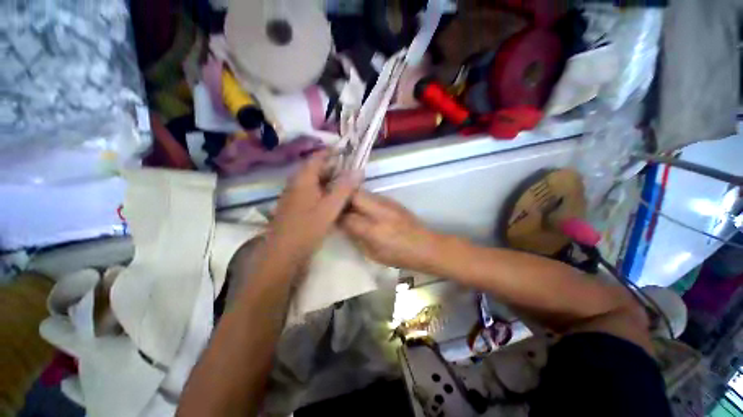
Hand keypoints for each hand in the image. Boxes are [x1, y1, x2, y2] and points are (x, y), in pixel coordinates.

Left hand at [268, 151, 361, 263]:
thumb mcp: (330, 207)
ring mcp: (293, 195)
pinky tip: (330, 198)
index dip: (331, 152)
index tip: (345, 151)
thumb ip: (344, 188)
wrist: (283, 252)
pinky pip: (309, 192)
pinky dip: (321, 190)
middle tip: (348, 170)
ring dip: (327, 179)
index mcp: (303, 179)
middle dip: (331, 167)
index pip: (317, 158)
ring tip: (343, 182)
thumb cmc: (307, 228)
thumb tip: (358, 171)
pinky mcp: (294, 206)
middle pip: (314, 169)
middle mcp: (295, 183)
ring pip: (312, 181)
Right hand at [341, 191, 443, 271]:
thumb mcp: (373, 254)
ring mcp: (387, 203)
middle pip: (353, 195)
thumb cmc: (399, 256)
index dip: (335, 216)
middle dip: (341, 198)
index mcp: (374, 230)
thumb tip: (343, 225)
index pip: (347, 217)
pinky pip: (372, 195)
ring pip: (363, 192)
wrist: (426, 246)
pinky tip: (362, 207)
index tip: (329, 217)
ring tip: (347, 205)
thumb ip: (356, 238)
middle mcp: (379, 212)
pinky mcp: (393, 201)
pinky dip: (363, 199)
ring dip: (352, 197)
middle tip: (335, 205)